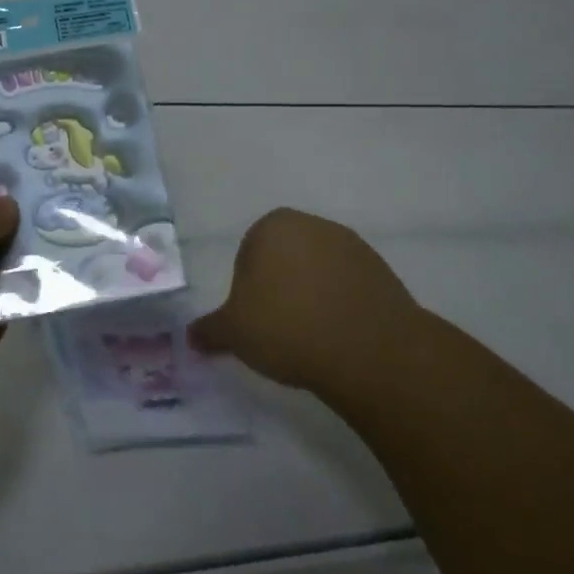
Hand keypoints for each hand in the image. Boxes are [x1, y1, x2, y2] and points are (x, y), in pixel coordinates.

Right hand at [190, 208, 419, 399]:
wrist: (368, 349)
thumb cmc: (287, 327)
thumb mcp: (235, 333)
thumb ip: (210, 330)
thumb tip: (191, 336)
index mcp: (272, 226)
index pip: (248, 253)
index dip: (248, 289)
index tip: (256, 319)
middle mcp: (312, 224)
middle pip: (285, 257)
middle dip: (280, 286)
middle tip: (280, 327)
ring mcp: (351, 245)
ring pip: (319, 270)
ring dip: (313, 294)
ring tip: (312, 336)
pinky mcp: (382, 270)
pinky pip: (349, 286)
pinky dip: (342, 304)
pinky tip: (340, 336)